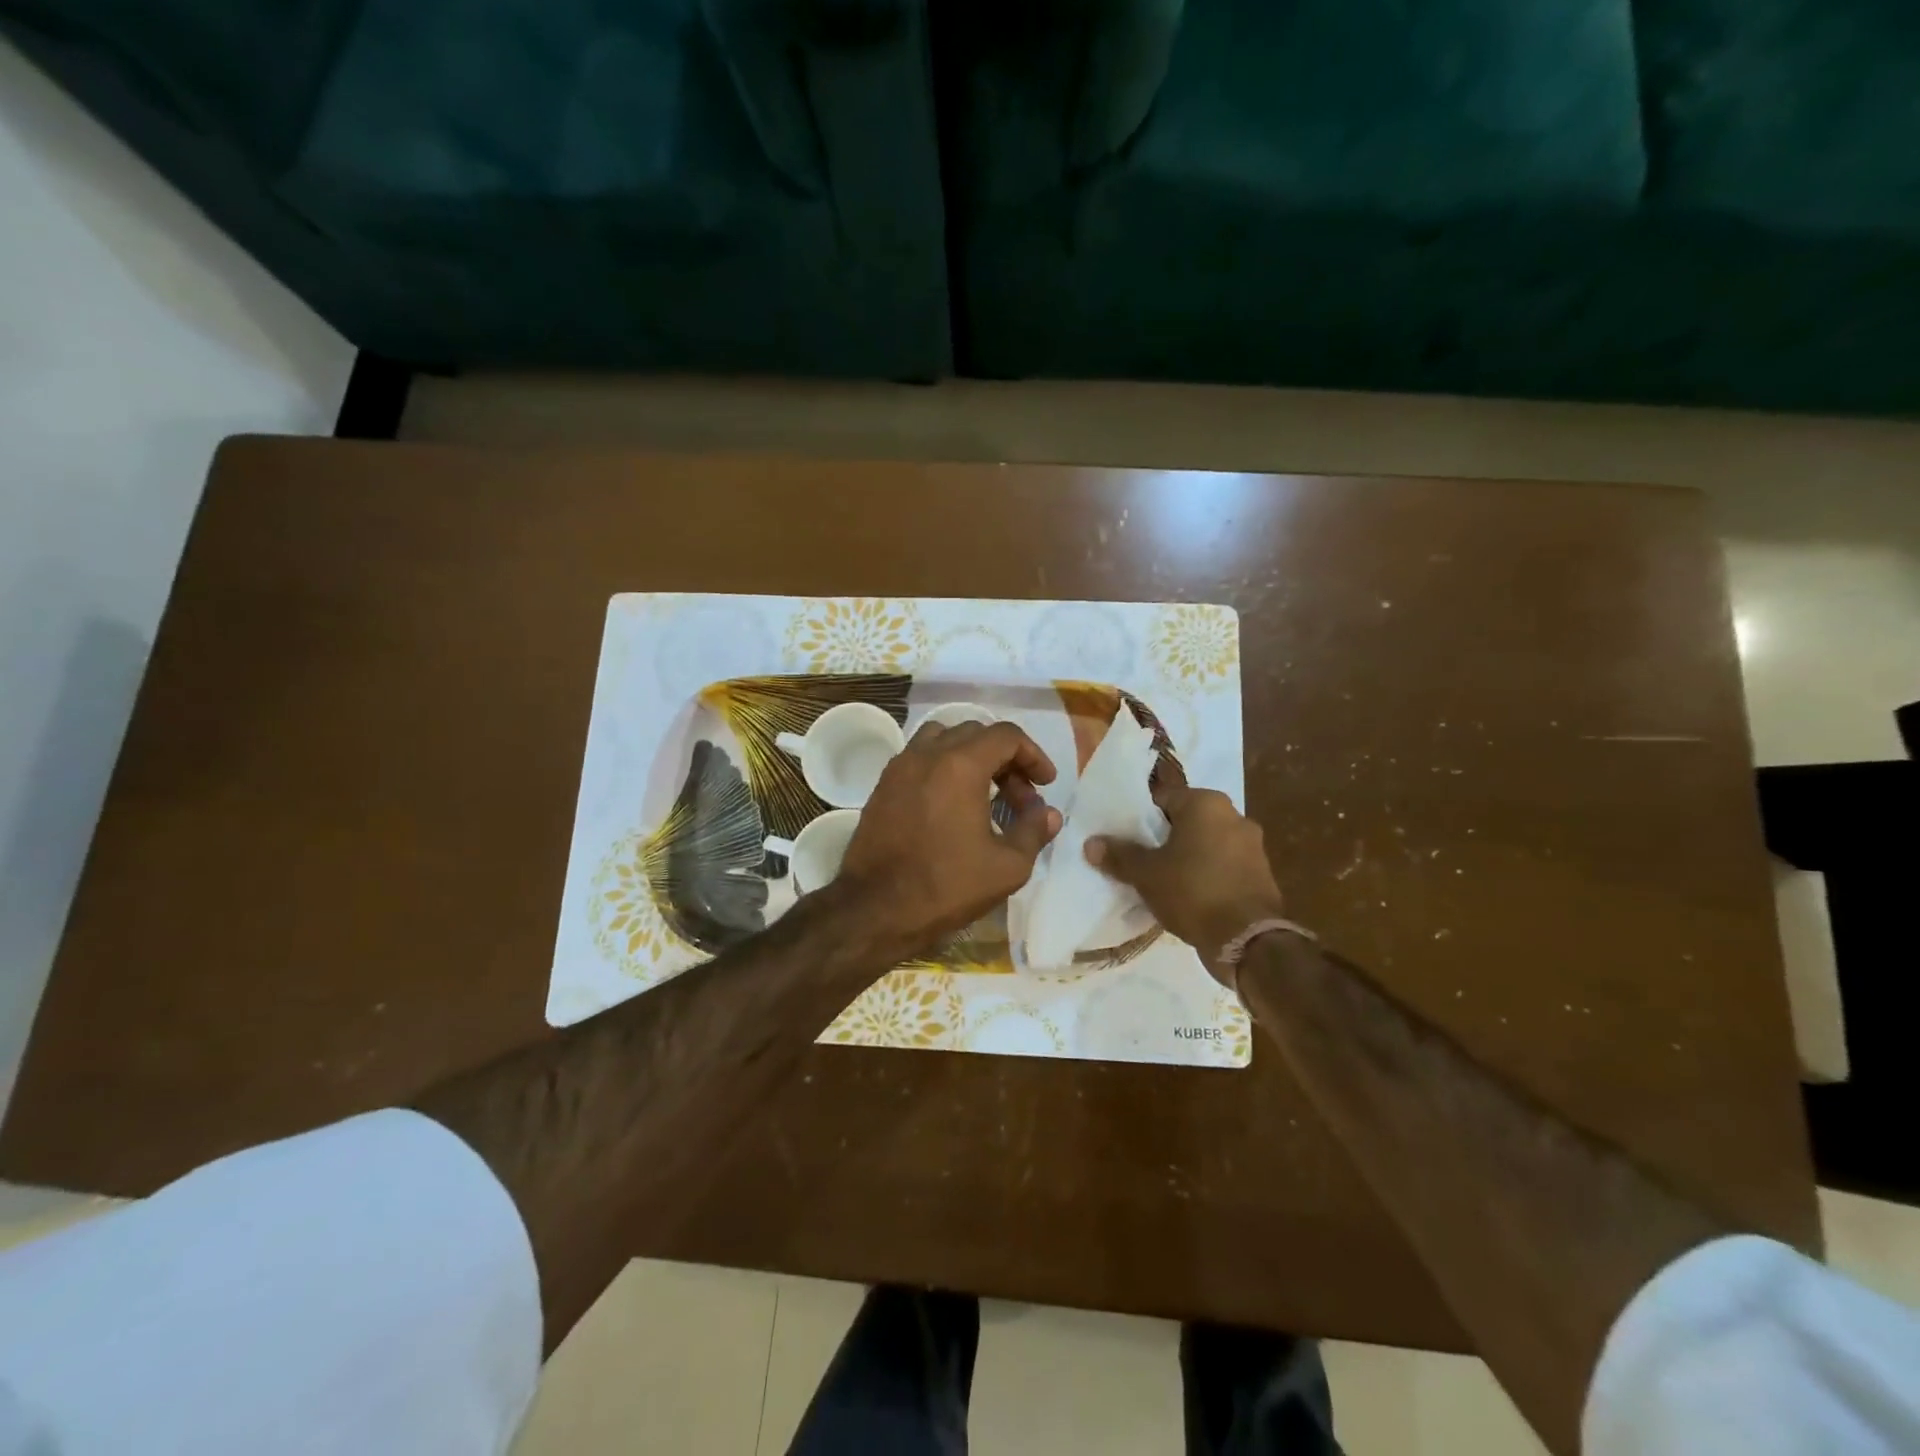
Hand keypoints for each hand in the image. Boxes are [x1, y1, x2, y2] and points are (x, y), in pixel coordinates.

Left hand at [838, 721, 1062, 954]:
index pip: (1006, 736)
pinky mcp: (882, 786)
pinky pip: (920, 758)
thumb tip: (1048, 813)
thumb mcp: (1007, 866)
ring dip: (971, 757)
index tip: (1045, 784)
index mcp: (960, 765)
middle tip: (1020, 799)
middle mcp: (927, 754)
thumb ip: (1033, 831)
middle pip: (976, 734)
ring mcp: (900, 767)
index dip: (1033, 755)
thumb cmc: (946, 886)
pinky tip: (952, 805)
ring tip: (985, 793)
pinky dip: (943, 767)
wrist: (875, 909)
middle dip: (1006, 760)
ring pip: (943, 739)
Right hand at [1085, 786, 1284, 985]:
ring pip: (1207, 843)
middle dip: (1165, 838)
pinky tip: (1191, 895)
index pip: (1163, 799)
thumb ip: (1119, 855)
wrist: (1247, 939)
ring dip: (1188, 856)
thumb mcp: (1146, 874)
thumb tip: (1091, 843)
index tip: (1127, 839)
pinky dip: (1208, 874)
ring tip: (1164, 880)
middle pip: (1186, 821)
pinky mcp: (1261, 873)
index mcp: (1205, 803)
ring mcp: (1252, 845)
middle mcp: (1234, 815)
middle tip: (1142, 859)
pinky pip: (1224, 865)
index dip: (1141, 819)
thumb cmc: (1192, 892)